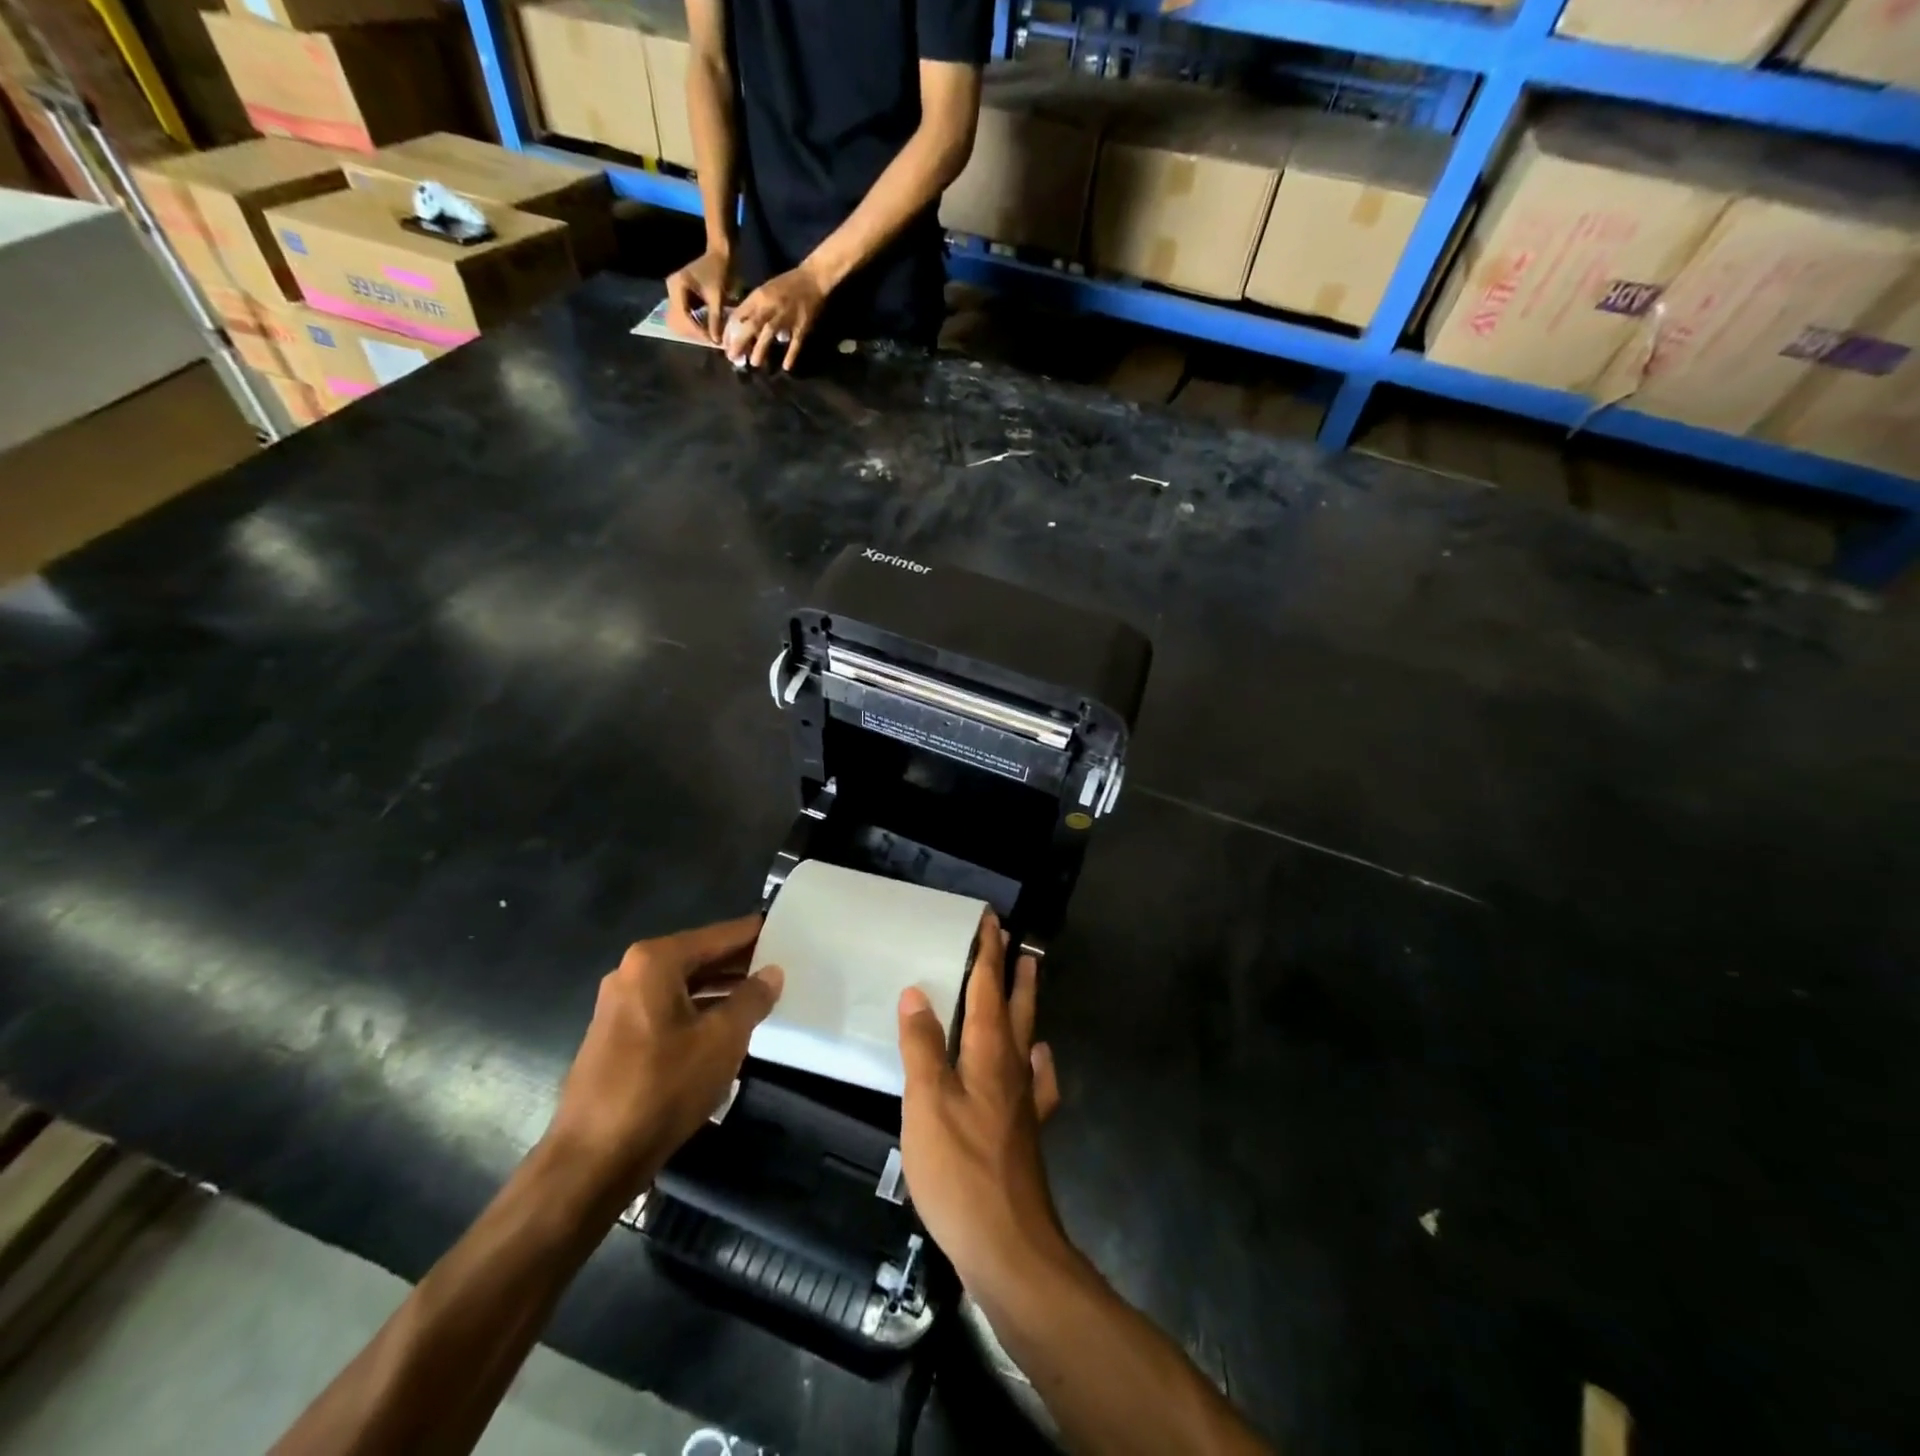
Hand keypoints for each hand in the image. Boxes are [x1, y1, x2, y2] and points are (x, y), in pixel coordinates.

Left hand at [542, 915, 782, 1209]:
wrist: (593, 1160)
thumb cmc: (662, 1087)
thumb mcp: (722, 1039)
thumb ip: (752, 999)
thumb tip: (772, 972)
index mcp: (655, 961)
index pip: (718, 936)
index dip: (755, 935)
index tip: (788, 932)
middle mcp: (632, 973)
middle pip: (699, 957)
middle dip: (739, 964)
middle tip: (784, 965)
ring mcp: (620, 1006)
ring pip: (684, 986)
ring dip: (721, 991)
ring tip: (763, 997)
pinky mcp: (617, 1038)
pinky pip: (668, 1010)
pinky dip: (698, 1012)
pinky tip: (727, 1029)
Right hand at [666, 246, 731, 344]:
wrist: (720, 253)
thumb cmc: (719, 271)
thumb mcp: (718, 297)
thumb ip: (715, 320)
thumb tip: (716, 342)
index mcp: (677, 286)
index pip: (683, 316)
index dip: (697, 331)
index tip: (712, 340)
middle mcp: (672, 289)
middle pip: (678, 320)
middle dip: (694, 332)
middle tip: (711, 340)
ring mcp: (675, 292)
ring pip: (681, 319)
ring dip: (695, 328)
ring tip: (710, 335)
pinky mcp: (682, 295)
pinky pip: (686, 314)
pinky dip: (696, 322)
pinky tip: (708, 327)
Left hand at [727, 262, 829, 370]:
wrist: (812, 278)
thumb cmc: (787, 284)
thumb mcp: (765, 290)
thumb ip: (754, 307)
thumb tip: (741, 327)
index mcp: (759, 296)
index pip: (740, 315)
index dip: (731, 331)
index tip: (725, 346)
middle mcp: (770, 306)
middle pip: (751, 325)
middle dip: (740, 342)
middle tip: (733, 358)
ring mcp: (786, 316)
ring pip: (769, 333)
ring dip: (760, 349)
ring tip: (754, 363)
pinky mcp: (801, 325)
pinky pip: (795, 342)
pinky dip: (791, 355)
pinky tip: (786, 366)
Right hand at [898, 914, 1065, 1304]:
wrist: (1009, 1247)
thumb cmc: (960, 1170)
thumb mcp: (927, 1104)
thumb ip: (922, 1047)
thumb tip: (917, 992)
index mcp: (988, 1054)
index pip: (989, 989)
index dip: (988, 953)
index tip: (991, 920)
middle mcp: (1012, 1068)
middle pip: (1016, 1007)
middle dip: (1013, 971)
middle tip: (1015, 941)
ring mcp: (1024, 1101)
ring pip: (1027, 1037)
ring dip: (1026, 1004)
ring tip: (1027, 981)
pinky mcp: (1026, 1132)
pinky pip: (1035, 1080)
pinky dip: (1036, 1060)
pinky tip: (1037, 1060)